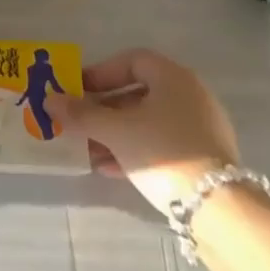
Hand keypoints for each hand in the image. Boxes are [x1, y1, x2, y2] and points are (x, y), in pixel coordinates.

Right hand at [51, 50, 238, 214]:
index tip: (77, 90)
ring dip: (115, 133)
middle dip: (103, 108)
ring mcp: (201, 128)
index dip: (101, 73)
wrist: (220, 209)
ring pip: (148, 122)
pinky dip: (134, 150)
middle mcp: (191, 96)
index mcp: (173, 78)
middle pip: (138, 93)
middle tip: (78, 122)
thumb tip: (49, 100)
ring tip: (87, 150)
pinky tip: (110, 168)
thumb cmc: (163, 151)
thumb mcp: (115, 131)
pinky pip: (161, 144)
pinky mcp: (205, 159)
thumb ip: (81, 114)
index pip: (131, 61)